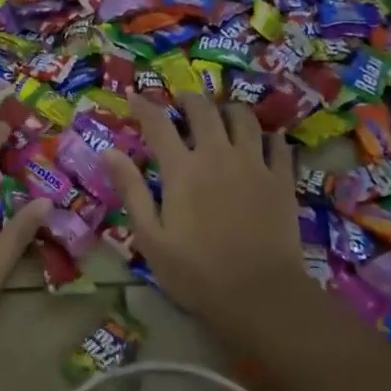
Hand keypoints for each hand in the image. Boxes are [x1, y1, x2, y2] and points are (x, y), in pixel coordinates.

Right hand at [102, 93, 312, 351]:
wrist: (259, 294)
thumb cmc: (196, 272)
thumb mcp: (150, 238)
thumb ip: (131, 191)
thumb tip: (109, 153)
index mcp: (182, 169)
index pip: (158, 123)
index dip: (143, 106)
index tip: (134, 96)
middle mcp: (218, 155)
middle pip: (203, 110)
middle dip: (188, 99)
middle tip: (180, 103)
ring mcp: (254, 164)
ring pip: (243, 118)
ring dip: (227, 110)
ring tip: (221, 115)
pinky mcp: (282, 179)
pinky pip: (277, 143)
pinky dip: (266, 135)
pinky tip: (262, 140)